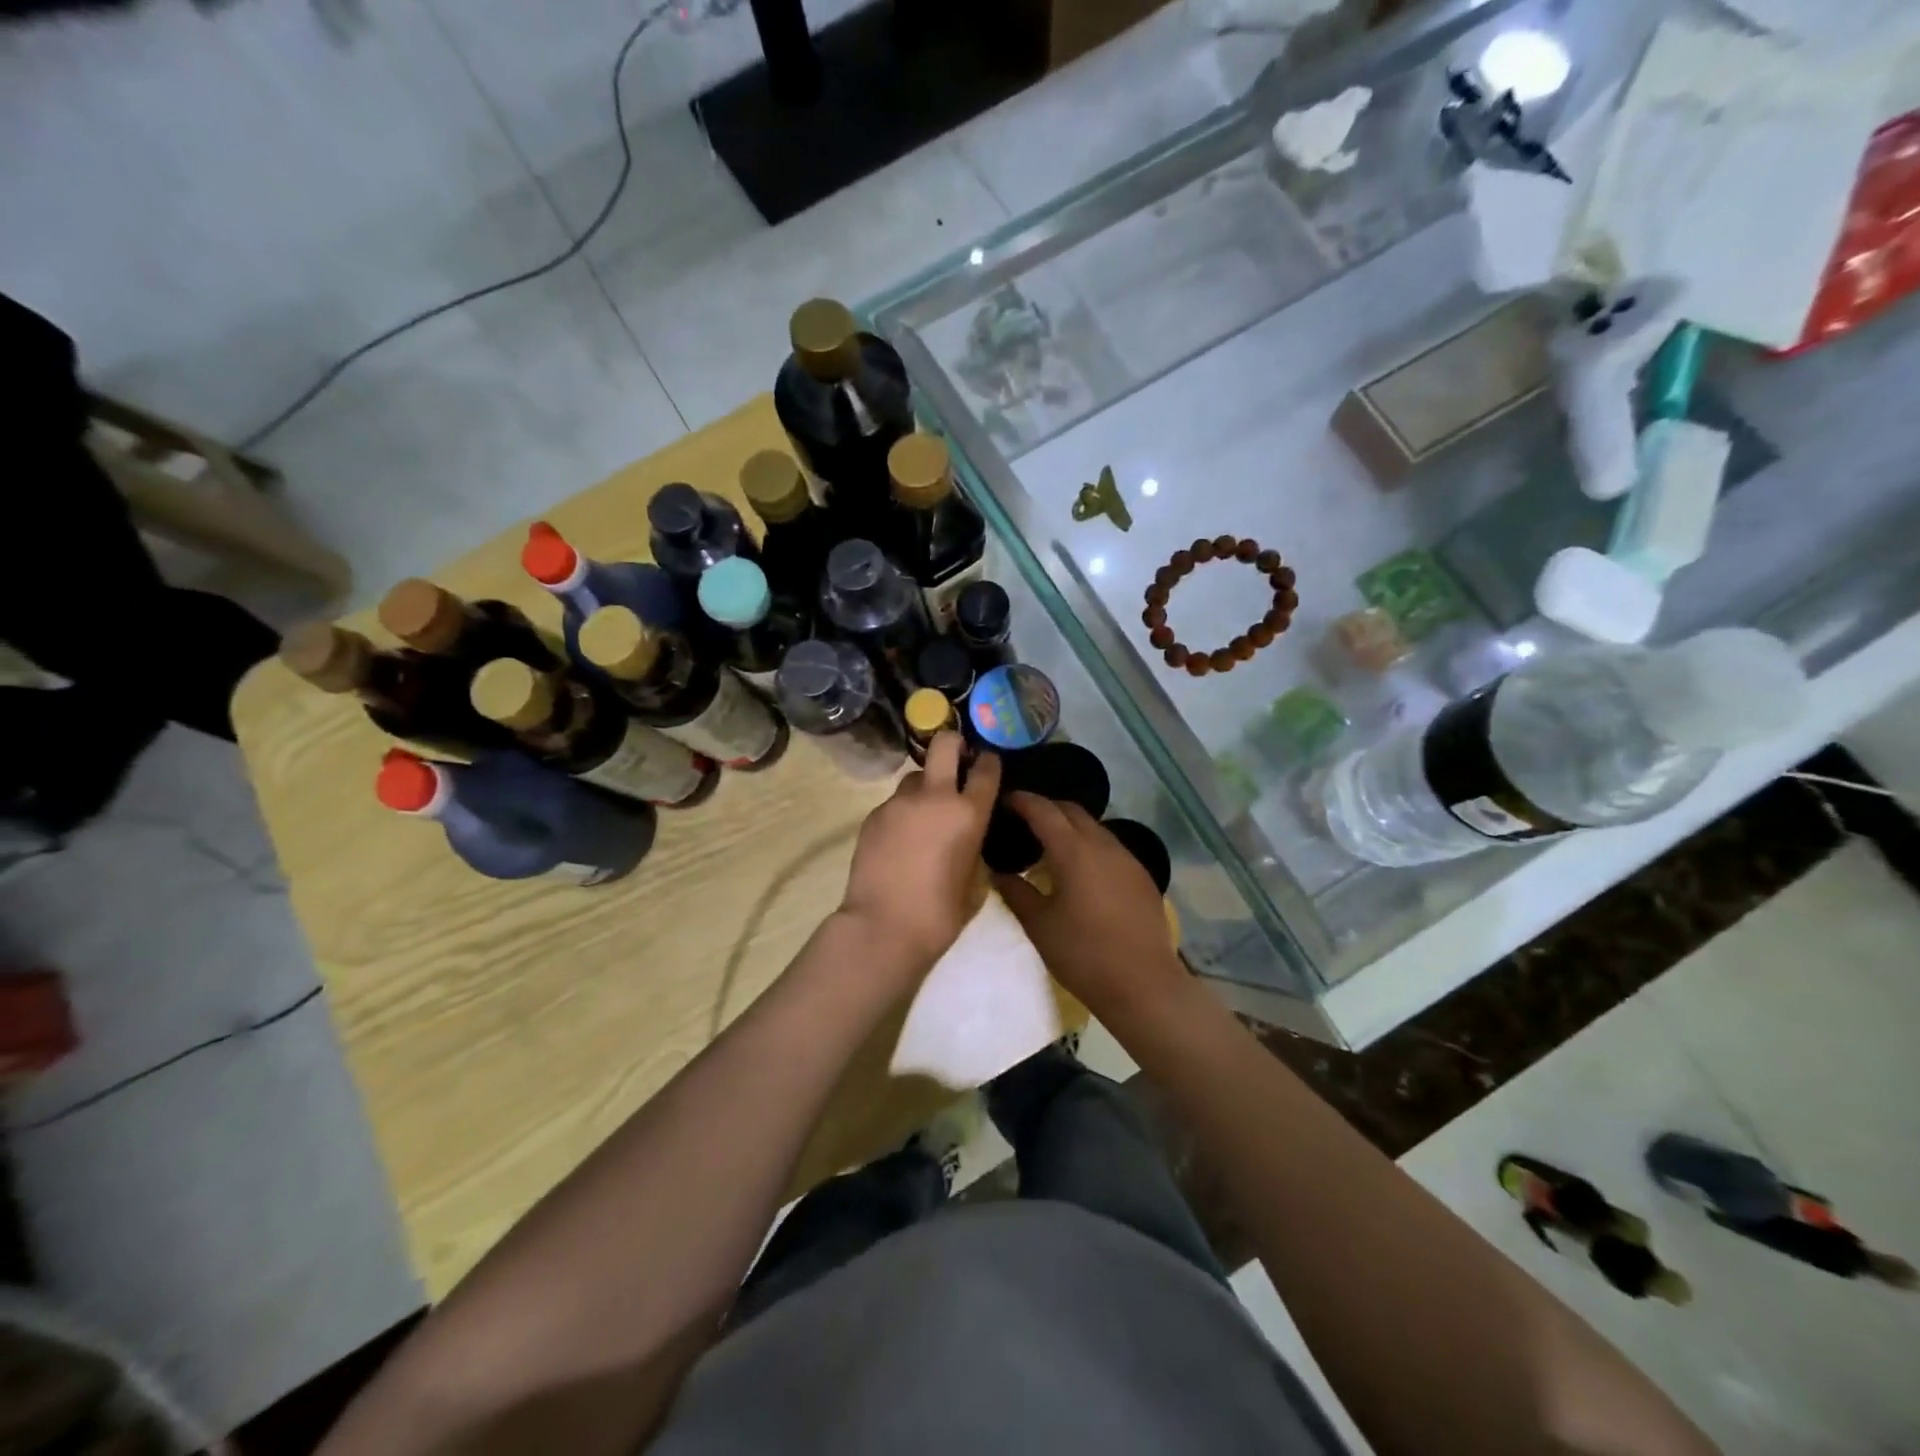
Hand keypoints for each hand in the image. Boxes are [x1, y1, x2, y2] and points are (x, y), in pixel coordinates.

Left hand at [838, 733, 1000, 983]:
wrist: (883, 927)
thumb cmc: (940, 914)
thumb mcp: (975, 882)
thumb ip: (975, 848)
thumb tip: (968, 836)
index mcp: (968, 813)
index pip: (986, 769)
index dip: (989, 761)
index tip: (987, 763)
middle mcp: (934, 797)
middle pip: (944, 744)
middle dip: (953, 743)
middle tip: (956, 759)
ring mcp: (899, 803)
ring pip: (914, 776)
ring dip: (924, 785)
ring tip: (923, 813)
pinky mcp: (873, 815)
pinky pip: (894, 803)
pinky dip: (902, 812)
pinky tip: (901, 839)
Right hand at [993, 793, 1188, 1022]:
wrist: (1144, 985)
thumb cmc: (1084, 954)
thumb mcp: (1039, 925)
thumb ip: (1016, 892)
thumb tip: (998, 872)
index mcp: (1074, 851)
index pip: (1044, 811)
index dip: (1023, 801)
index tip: (1005, 799)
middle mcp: (1103, 844)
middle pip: (1072, 811)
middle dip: (1047, 808)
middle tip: (1023, 820)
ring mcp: (1127, 858)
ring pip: (1094, 827)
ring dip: (1070, 827)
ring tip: (1049, 844)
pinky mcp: (1141, 875)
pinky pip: (1110, 846)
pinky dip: (1089, 845)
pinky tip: (1080, 868)